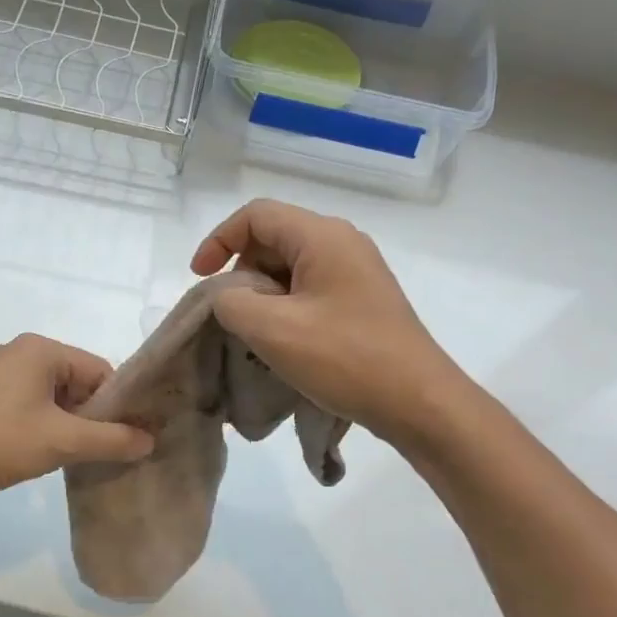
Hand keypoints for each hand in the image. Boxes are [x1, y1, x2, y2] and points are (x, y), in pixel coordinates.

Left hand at [0, 334, 154, 499]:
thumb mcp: (60, 441)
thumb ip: (110, 440)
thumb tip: (149, 439)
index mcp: (41, 349)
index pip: (100, 371)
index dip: (118, 406)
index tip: (129, 439)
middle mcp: (21, 352)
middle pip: (78, 383)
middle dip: (93, 418)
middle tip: (103, 453)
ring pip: (54, 398)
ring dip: (68, 426)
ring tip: (75, 458)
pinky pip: (30, 406)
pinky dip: (44, 427)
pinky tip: (44, 454)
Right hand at [191, 199, 467, 435]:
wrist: (417, 402)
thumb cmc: (344, 359)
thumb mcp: (272, 329)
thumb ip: (231, 302)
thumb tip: (228, 297)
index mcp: (322, 237)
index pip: (256, 215)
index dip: (218, 240)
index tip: (199, 279)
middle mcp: (342, 244)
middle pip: (273, 240)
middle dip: (241, 274)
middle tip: (231, 317)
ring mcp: (356, 273)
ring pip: (289, 270)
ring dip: (262, 298)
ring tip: (255, 337)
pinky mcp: (362, 302)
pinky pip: (309, 292)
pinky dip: (285, 311)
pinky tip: (283, 346)